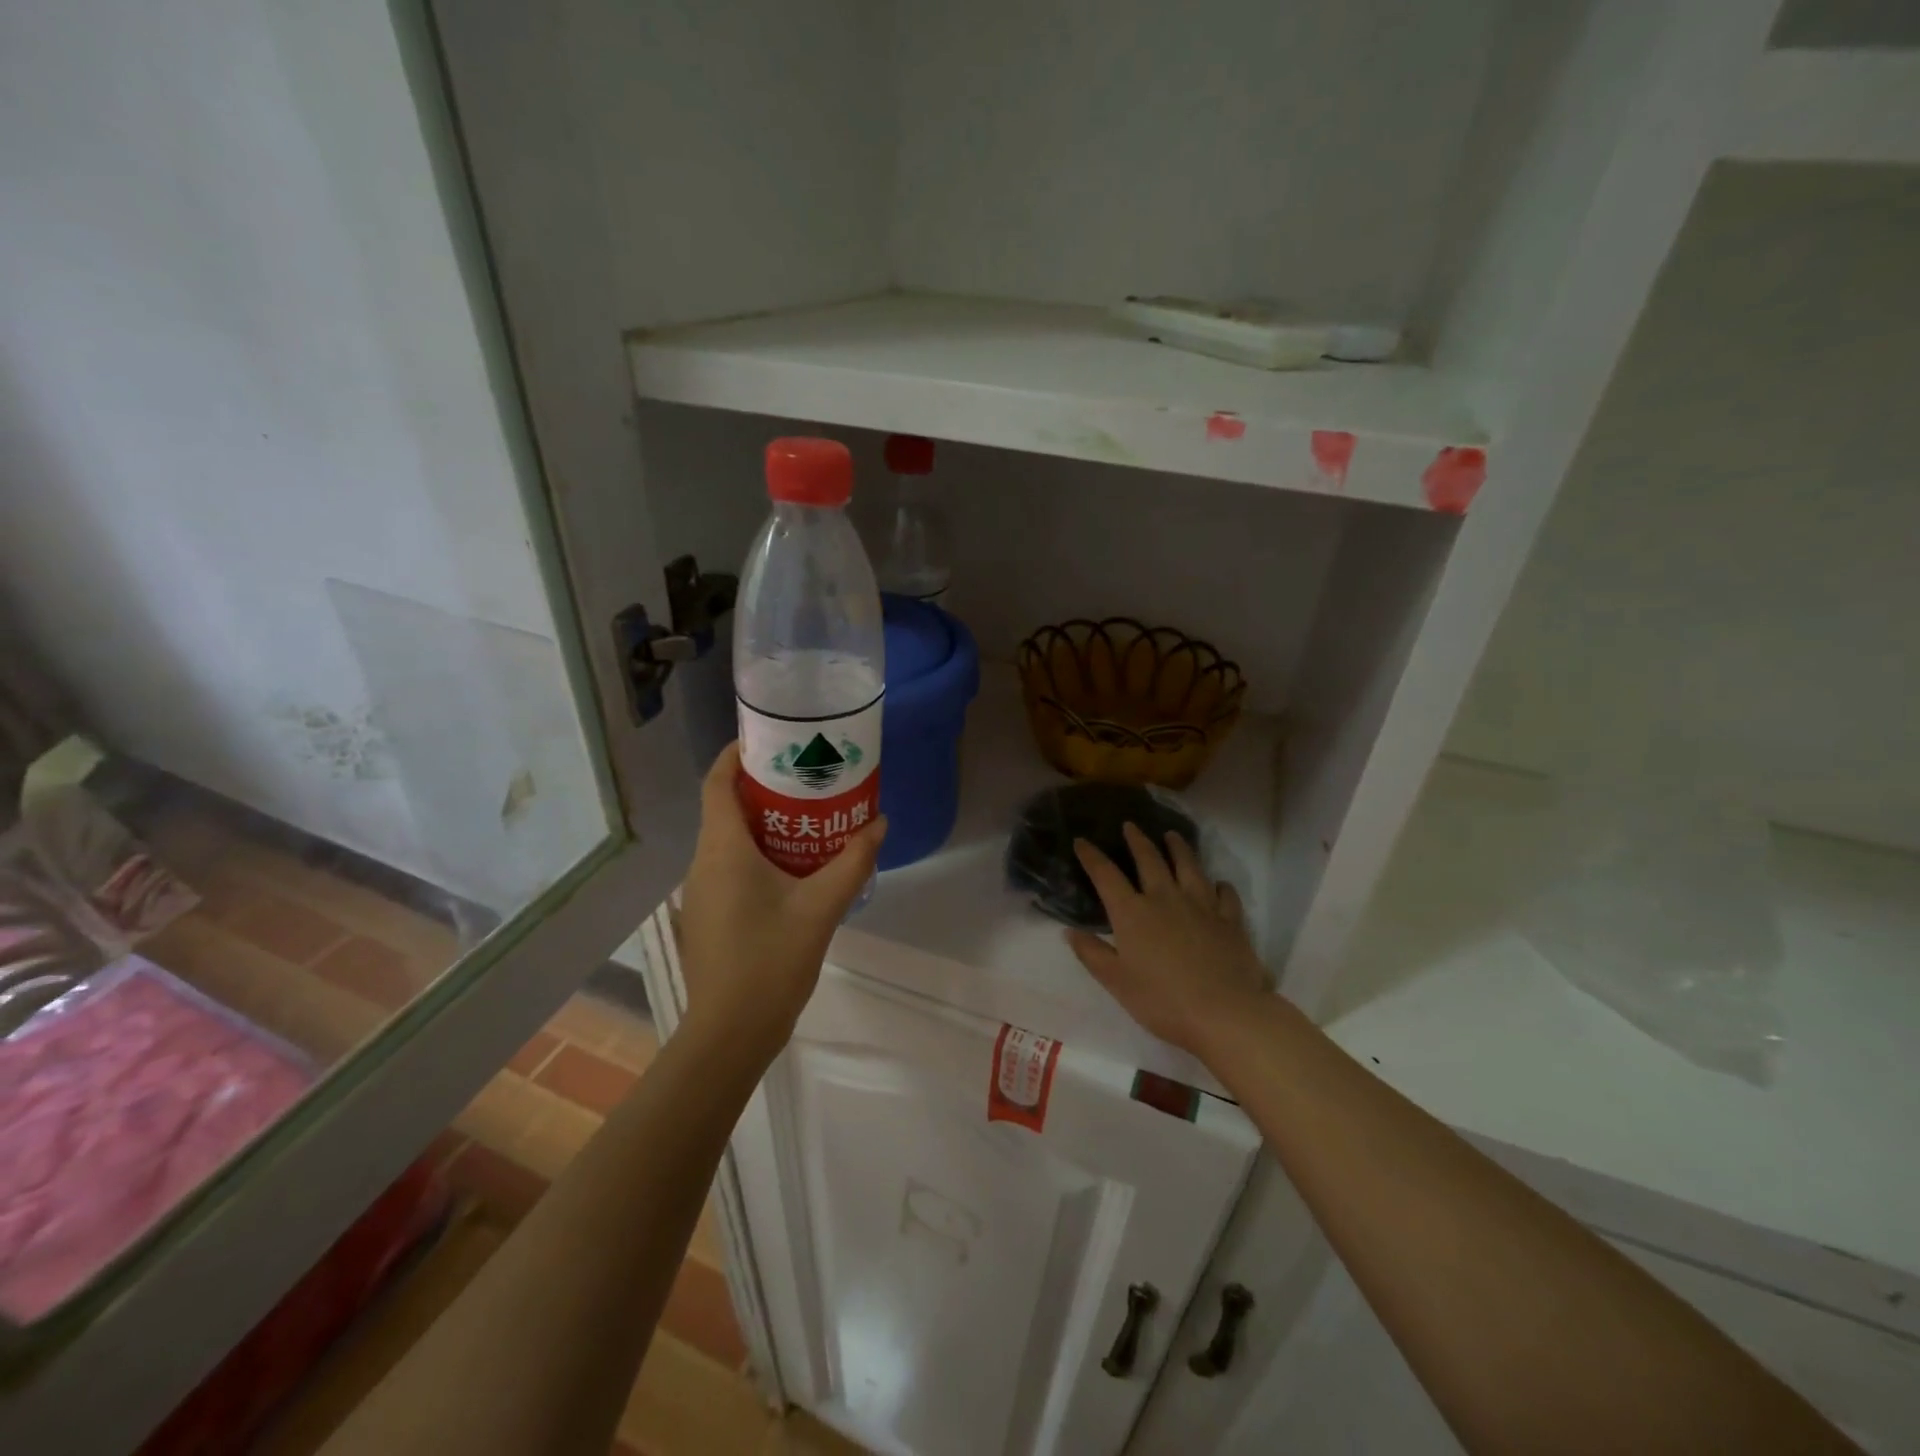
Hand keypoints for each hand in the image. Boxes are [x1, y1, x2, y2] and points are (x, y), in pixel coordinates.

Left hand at [675, 743, 886, 1060]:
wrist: (730, 1033)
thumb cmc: (771, 961)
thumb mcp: (821, 908)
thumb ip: (853, 862)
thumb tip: (879, 824)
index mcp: (723, 850)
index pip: (717, 783)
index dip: (737, 754)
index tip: (772, 740)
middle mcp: (703, 862)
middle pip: (725, 807)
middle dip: (762, 787)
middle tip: (807, 777)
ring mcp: (701, 891)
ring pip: (729, 839)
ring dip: (763, 821)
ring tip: (810, 816)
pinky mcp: (709, 914)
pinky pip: (730, 865)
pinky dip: (758, 851)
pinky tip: (794, 866)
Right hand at [1066, 824, 1269, 1059]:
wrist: (1224, 1013)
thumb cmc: (1162, 1000)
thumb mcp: (1116, 982)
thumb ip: (1092, 954)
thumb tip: (1070, 931)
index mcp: (1133, 913)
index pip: (1106, 875)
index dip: (1092, 856)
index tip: (1082, 841)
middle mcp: (1165, 898)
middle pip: (1149, 860)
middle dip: (1137, 840)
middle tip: (1131, 825)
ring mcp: (1201, 906)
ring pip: (1189, 866)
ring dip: (1179, 848)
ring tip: (1173, 836)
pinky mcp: (1229, 920)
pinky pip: (1225, 895)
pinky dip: (1220, 885)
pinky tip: (1218, 883)